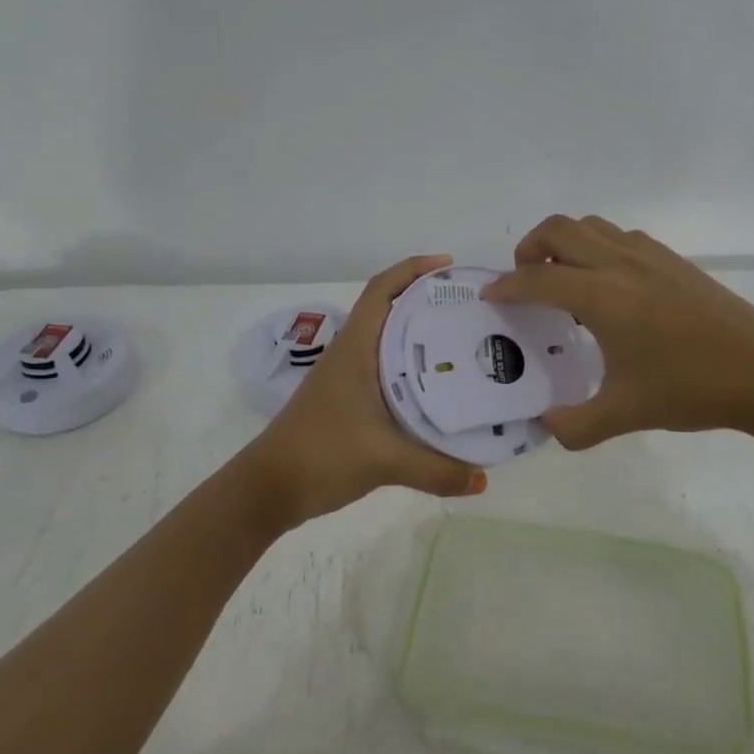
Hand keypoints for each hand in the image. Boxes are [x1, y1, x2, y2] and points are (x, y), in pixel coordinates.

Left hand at [244, 255, 487, 530]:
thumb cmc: (322, 455)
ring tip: (465, 343)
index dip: (413, 269)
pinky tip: (438, 389)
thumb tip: (483, 479)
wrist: (270, 488)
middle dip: (428, 301)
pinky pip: (386, 370)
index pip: (381, 290)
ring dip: (421, 336)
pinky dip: (412, 368)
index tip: (450, 265)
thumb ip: (437, 471)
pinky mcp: (347, 401)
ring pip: (389, 342)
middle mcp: (351, 354)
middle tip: (472, 309)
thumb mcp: (384, 461)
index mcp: (356, 348)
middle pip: (391, 311)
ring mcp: (347, 378)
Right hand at [482, 216, 753, 448]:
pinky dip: (597, 248)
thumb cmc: (691, 388)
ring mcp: (649, 256)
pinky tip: (609, 288)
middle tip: (525, 282)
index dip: (505, 286)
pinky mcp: (673, 260)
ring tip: (563, 281)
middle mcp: (620, 264)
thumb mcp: (625, 414)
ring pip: (591, 226)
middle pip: (558, 230)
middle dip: (529, 248)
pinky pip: (620, 237)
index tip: (489, 297)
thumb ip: (575, 424)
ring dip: (564, 243)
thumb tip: (545, 425)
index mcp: (602, 296)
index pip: (536, 279)